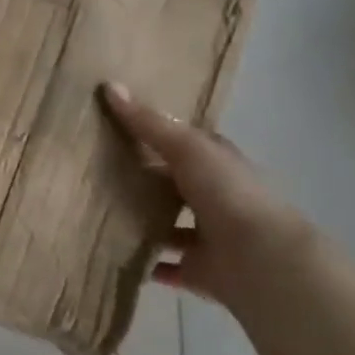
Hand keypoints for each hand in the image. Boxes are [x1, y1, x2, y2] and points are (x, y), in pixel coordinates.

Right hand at [101, 82, 315, 305]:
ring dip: (143, 220)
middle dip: (143, 178)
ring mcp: (208, 234)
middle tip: (94, 169)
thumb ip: (148, 123)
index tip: (115, 126)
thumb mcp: (185, 147)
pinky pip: (166, 264)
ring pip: (169, 223)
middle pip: (173, 182)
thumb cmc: (227, 193)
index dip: (154, 132)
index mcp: (216, 162)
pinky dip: (146, 262)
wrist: (261, 259)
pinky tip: (114, 253)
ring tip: (98, 212)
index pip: (183, 142)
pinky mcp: (199, 269)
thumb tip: (109, 85)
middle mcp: (214, 195)